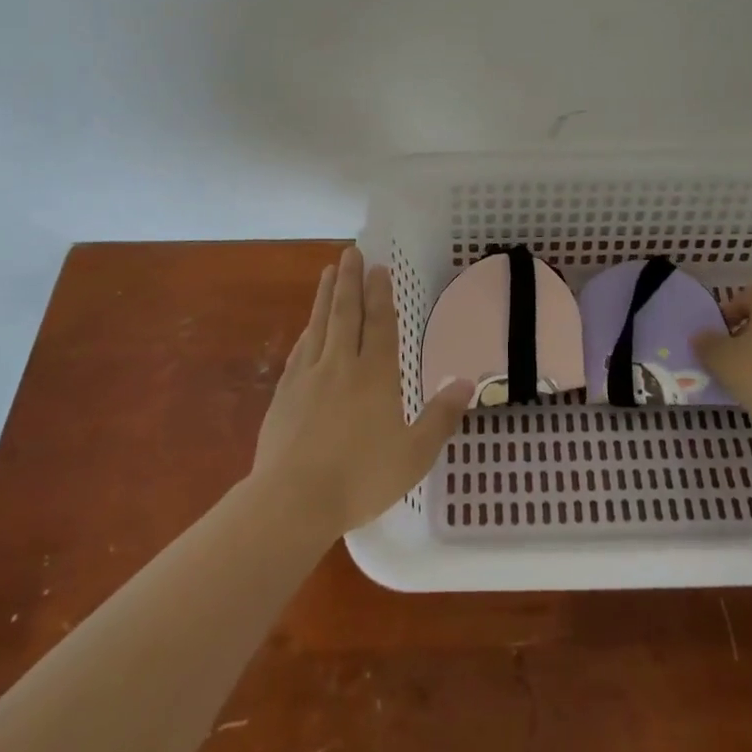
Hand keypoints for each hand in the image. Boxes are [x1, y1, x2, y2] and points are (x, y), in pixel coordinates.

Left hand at [252, 246, 472, 535]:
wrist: (292, 500)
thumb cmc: (360, 478)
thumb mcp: (414, 454)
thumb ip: (441, 416)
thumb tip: (467, 382)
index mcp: (375, 375)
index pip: (379, 324)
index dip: (380, 294)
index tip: (378, 267)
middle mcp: (341, 365)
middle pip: (346, 312)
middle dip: (350, 280)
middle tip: (351, 252)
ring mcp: (308, 376)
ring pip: (320, 324)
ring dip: (326, 295)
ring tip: (328, 271)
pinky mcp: (284, 393)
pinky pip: (300, 350)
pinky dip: (308, 331)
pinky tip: (308, 327)